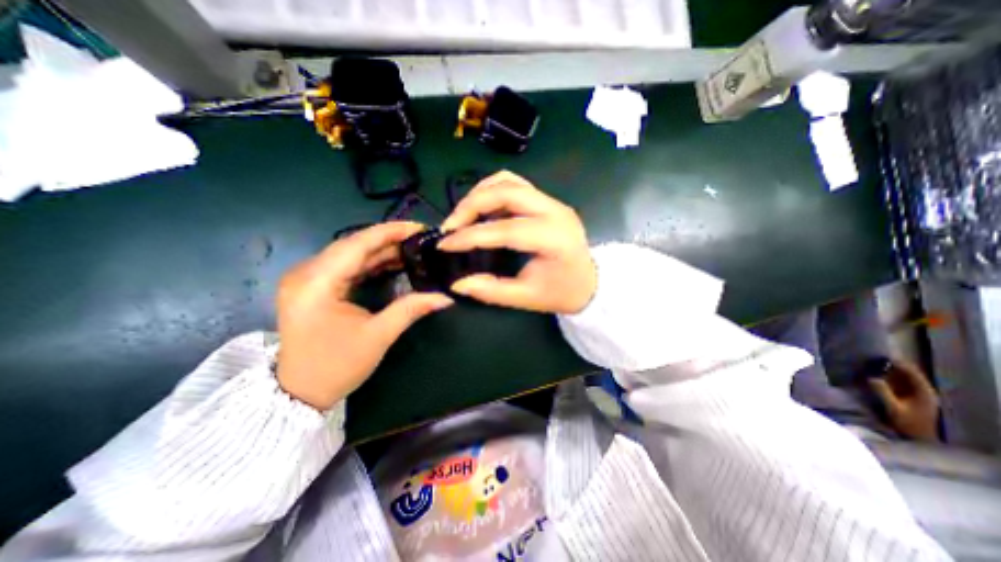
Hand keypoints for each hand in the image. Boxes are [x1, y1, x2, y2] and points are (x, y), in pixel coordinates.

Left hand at [280, 222, 455, 409]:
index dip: (389, 232)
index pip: (357, 244)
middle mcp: (306, 273)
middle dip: (388, 239)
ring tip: (412, 248)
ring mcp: (307, 279)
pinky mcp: (313, 286)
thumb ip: (411, 309)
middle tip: (420, 238)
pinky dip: (370, 262)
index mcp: (316, 283)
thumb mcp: (378, 336)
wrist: (299, 392)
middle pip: (352, 245)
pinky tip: (393, 262)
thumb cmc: (336, 366)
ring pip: (349, 253)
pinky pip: (345, 266)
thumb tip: (445, 298)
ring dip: (381, 250)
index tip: (418, 227)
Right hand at [438, 169, 591, 313]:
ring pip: (508, 181)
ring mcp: (552, 202)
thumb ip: (491, 290)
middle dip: (471, 205)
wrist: (590, 282)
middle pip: (506, 191)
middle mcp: (555, 211)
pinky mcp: (547, 200)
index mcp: (554, 238)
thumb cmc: (561, 293)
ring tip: (462, 218)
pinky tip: (481, 211)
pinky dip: (492, 192)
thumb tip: (457, 283)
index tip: (444, 244)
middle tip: (450, 227)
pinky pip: (514, 185)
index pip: (506, 229)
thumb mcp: (526, 298)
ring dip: (479, 194)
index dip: (471, 236)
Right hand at [870, 360, 939, 442]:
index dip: (900, 364)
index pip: (914, 374)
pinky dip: (888, 379)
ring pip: (903, 379)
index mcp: (925, 394)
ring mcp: (916, 396)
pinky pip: (898, 384)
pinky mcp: (908, 398)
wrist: (916, 439)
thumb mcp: (894, 408)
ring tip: (872, 365)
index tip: (885, 356)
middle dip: (893, 367)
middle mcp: (923, 392)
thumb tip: (871, 377)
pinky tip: (876, 376)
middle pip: (909, 375)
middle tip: (874, 359)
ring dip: (889, 373)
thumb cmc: (907, 424)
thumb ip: (883, 392)